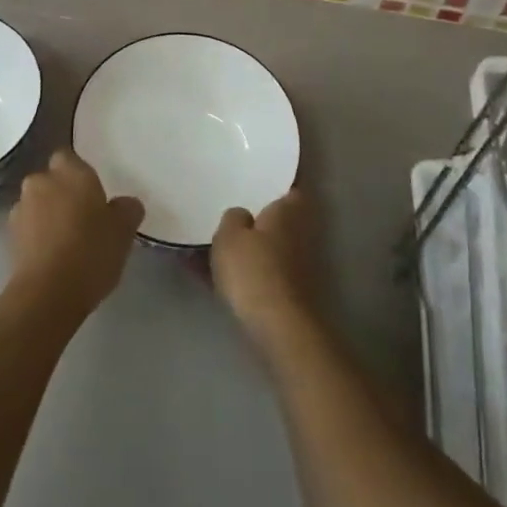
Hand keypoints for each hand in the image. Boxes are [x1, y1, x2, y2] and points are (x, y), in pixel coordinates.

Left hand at [9, 148, 142, 316]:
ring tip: (67, 241)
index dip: (78, 172)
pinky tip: (53, 257)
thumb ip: (127, 209)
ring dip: (48, 215)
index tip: (92, 192)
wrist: (48, 294)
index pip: (68, 156)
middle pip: (50, 180)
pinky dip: (37, 236)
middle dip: (62, 193)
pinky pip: (28, 228)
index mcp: (70, 172)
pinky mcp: (9, 238)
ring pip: (37, 204)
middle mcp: (40, 182)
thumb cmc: (91, 251)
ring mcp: (20, 209)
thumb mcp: (124, 230)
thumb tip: (124, 204)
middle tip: (84, 216)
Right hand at [211, 188, 316, 353]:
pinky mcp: (285, 293)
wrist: (277, 327)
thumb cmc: (254, 269)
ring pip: (263, 247)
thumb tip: (242, 215)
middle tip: (225, 210)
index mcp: (288, 211)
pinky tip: (207, 274)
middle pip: (275, 219)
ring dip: (243, 247)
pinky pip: (256, 272)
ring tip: (208, 243)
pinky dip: (238, 272)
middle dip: (255, 218)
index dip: (275, 183)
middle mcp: (298, 234)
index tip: (255, 180)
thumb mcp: (229, 234)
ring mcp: (294, 265)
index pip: (289, 187)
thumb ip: (233, 217)